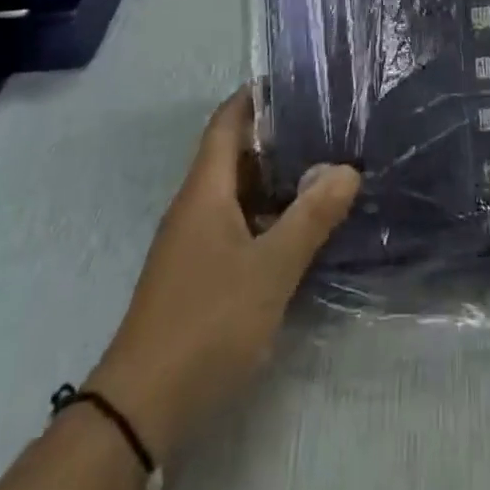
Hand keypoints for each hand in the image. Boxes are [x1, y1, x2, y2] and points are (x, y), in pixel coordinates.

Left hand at [84, 89, 359, 461]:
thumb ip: (311, 218)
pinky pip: (234, 224)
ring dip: (274, 180)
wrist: (142, 408)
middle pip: (234, 154)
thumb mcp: (270, 268)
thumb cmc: (207, 320)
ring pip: (236, 193)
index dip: (255, 96)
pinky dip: (265, 215)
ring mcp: (192, 242)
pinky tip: (296, 230)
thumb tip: (348, 169)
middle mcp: (194, 206)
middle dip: (277, 138)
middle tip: (326, 127)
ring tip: (322, 171)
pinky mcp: (196, 274)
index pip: (227, 122)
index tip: (295, 81)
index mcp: (205, 190)